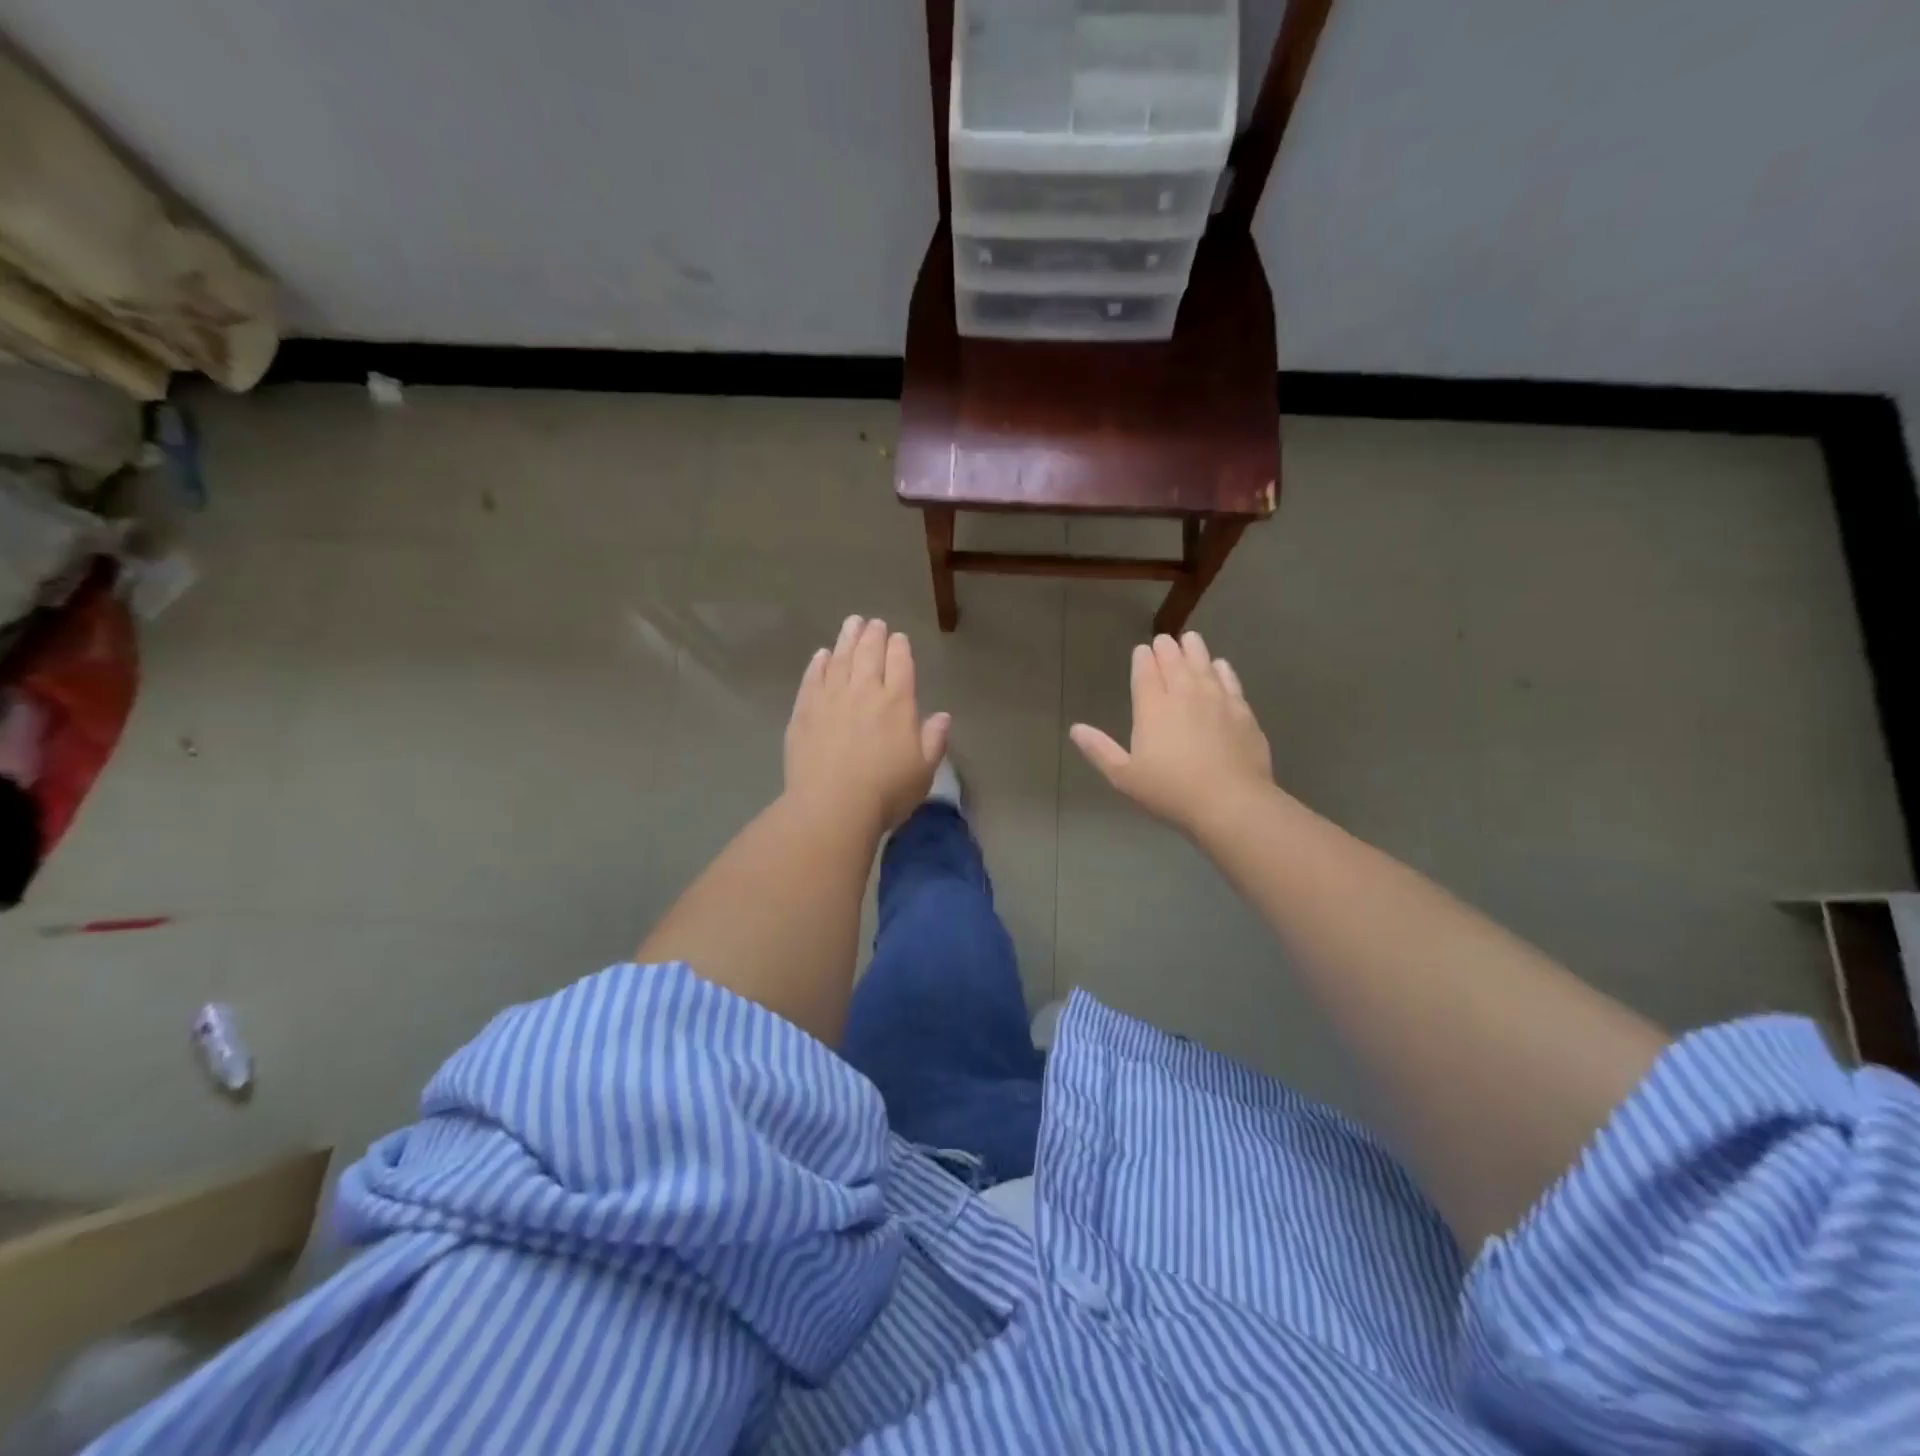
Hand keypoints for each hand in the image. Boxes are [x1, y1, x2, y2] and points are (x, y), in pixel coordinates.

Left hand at [785, 615, 949, 835]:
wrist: (832, 806)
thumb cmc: (886, 791)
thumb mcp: (924, 771)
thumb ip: (934, 740)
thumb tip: (942, 716)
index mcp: (898, 703)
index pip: (900, 664)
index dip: (899, 648)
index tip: (898, 637)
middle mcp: (864, 692)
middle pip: (869, 654)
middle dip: (873, 635)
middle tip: (873, 623)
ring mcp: (831, 699)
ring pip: (840, 659)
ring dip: (847, 639)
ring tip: (851, 624)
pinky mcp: (804, 712)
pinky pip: (812, 679)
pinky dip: (818, 663)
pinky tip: (821, 655)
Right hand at [1070, 631, 1273, 835]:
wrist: (1231, 801)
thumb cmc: (1170, 791)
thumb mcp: (1125, 776)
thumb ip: (1100, 750)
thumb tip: (1076, 729)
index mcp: (1152, 708)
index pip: (1145, 672)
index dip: (1142, 658)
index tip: (1141, 650)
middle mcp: (1183, 694)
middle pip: (1174, 661)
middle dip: (1166, 649)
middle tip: (1163, 641)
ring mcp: (1216, 699)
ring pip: (1202, 664)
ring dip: (1194, 650)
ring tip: (1190, 640)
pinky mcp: (1241, 710)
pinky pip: (1229, 680)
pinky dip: (1222, 669)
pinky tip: (1220, 666)